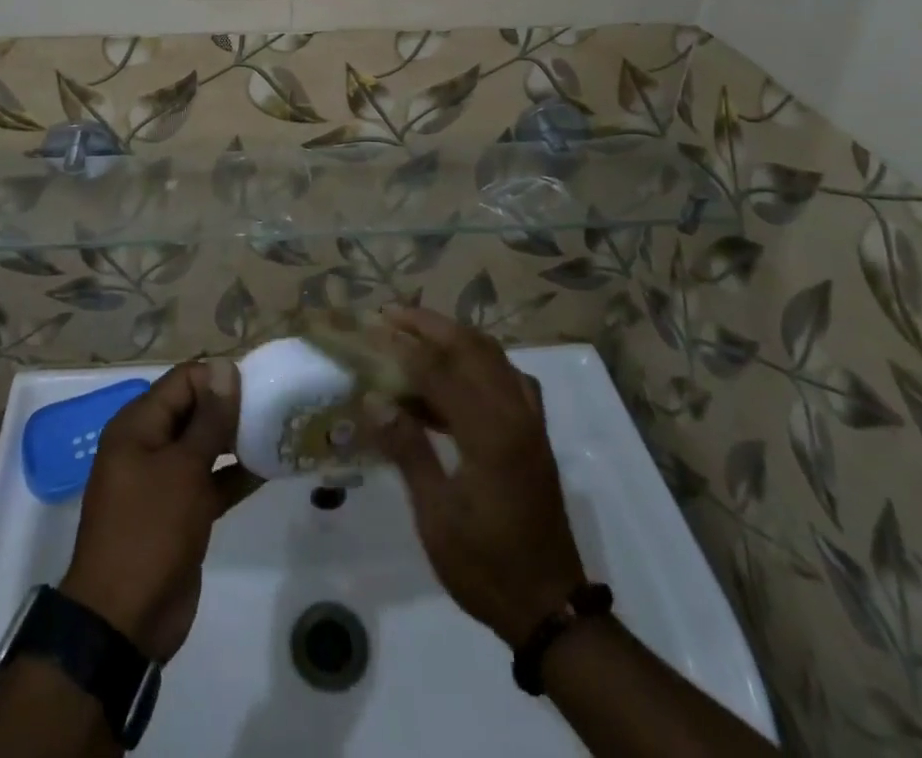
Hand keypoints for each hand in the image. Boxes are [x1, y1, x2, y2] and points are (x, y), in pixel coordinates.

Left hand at [60, 360, 259, 662]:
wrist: (124, 622)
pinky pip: (210, 480)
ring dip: (237, 440)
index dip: (219, 378)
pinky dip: (235, 474)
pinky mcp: (180, 512)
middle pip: (194, 409)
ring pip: (205, 445)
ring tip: (278, 432)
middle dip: (231, 407)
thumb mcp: (183, 469)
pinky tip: (269, 468)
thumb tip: (224, 368)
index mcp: (137, 425)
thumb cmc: (150, 531)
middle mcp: (148, 444)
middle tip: (274, 408)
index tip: (257, 387)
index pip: (183, 380)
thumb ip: (209, 419)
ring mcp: (163, 480)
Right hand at [369, 308, 587, 646]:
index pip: (439, 370)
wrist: (550, 607)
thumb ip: (408, 450)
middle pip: (471, 347)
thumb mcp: (437, 516)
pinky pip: (508, 377)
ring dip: (454, 338)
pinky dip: (479, 361)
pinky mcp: (535, 432)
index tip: (371, 330)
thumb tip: (373, 401)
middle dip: (429, 325)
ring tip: (414, 334)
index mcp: (490, 432)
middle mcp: (514, 413)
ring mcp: (530, 420)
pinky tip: (456, 375)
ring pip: (493, 356)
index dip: (403, 348)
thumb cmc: (486, 566)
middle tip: (391, 315)